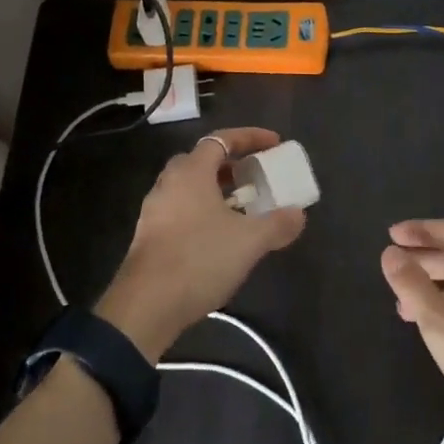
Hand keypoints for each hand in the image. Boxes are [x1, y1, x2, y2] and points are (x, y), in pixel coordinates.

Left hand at [97, 128, 306, 358]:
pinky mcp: (149, 236)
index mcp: (191, 172)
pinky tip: (220, 236)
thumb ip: (277, 224)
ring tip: (242, 208)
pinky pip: (181, 210)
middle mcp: (169, 182)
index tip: (275, 143)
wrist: (145, 306)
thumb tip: (298, 214)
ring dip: (216, 191)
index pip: (221, 139)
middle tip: (255, 176)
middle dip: (231, 165)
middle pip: (202, 161)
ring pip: (190, 188)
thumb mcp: (249, 241)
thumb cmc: (199, 259)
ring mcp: (154, 210)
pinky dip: (203, 212)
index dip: (250, 137)